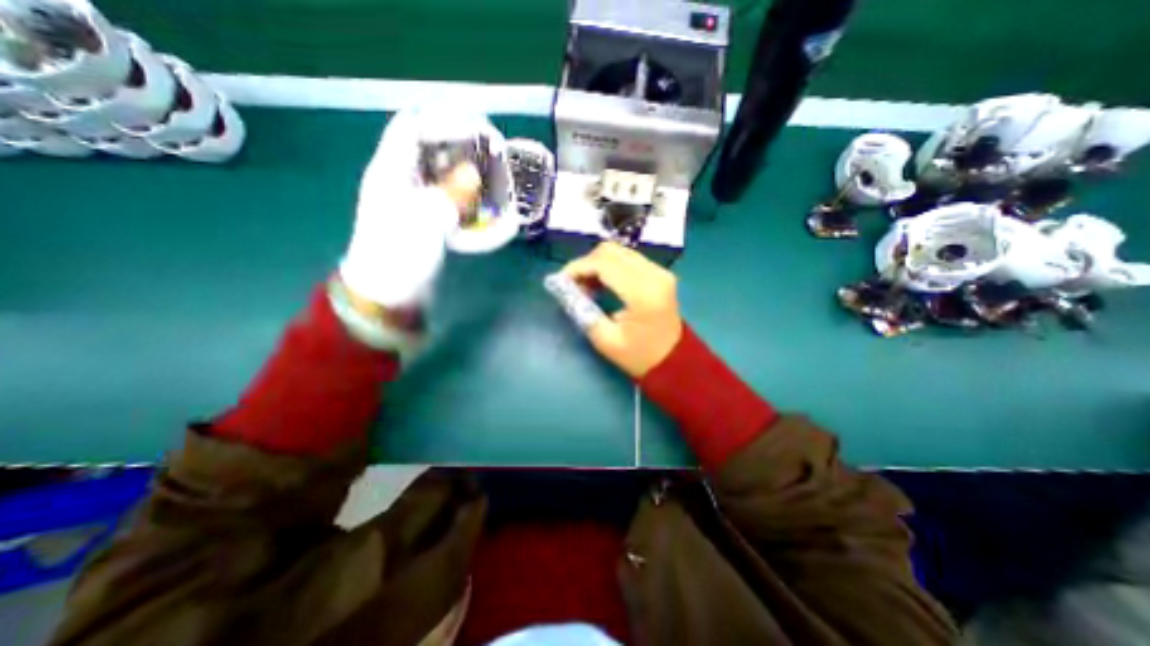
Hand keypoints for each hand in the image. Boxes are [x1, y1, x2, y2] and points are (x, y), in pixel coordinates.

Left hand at [340, 108, 499, 310]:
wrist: (389, 292)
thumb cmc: (400, 255)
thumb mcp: (425, 222)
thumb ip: (450, 194)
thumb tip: (474, 173)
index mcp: (390, 171)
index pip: (412, 126)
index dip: (441, 118)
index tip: (475, 123)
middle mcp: (401, 179)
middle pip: (430, 148)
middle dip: (460, 144)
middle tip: (490, 150)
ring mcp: (415, 201)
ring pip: (442, 173)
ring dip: (466, 170)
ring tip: (493, 173)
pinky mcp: (427, 219)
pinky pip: (449, 197)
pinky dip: (467, 194)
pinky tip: (483, 200)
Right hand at [560, 243, 676, 377]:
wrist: (673, 361)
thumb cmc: (639, 357)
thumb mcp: (605, 340)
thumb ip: (582, 311)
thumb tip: (564, 289)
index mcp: (643, 293)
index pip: (604, 264)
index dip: (577, 268)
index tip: (560, 281)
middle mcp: (654, 275)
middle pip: (611, 251)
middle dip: (586, 263)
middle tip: (573, 285)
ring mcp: (660, 271)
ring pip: (619, 252)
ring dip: (597, 264)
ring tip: (586, 286)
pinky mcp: (659, 273)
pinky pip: (628, 259)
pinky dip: (609, 266)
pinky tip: (601, 283)